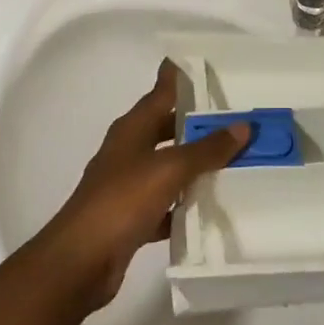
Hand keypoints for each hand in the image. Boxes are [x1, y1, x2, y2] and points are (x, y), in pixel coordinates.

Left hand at [36, 60, 248, 311]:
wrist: (80, 262)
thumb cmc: (121, 201)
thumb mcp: (169, 169)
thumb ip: (206, 149)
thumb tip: (243, 126)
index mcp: (133, 128)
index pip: (160, 91)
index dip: (179, 75)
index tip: (204, 61)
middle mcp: (129, 150)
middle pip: (167, 127)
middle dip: (197, 122)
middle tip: (234, 115)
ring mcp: (128, 185)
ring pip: (168, 166)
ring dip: (195, 164)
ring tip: (234, 159)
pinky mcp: (131, 218)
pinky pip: (166, 203)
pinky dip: (185, 204)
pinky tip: (211, 208)